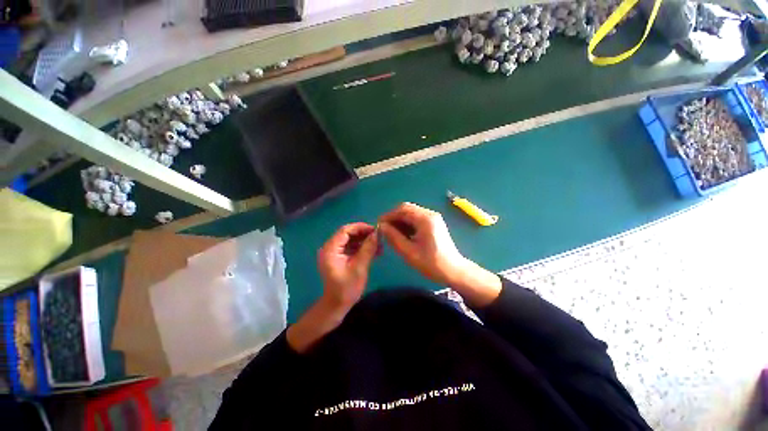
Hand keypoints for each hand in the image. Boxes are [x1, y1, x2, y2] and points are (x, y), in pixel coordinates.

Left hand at [317, 222, 379, 309]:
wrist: (337, 305)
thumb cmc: (347, 288)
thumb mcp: (359, 267)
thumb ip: (368, 249)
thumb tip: (377, 233)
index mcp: (331, 249)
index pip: (345, 230)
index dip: (361, 228)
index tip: (375, 230)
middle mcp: (330, 247)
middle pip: (348, 234)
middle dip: (364, 234)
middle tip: (379, 237)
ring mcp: (335, 252)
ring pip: (351, 240)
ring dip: (365, 241)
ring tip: (380, 245)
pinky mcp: (339, 257)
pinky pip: (351, 247)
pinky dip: (362, 247)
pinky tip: (375, 251)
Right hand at [378, 202, 467, 286]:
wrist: (453, 271)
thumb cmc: (431, 263)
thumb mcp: (409, 252)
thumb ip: (393, 237)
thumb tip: (382, 226)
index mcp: (425, 219)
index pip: (402, 210)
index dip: (388, 215)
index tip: (378, 225)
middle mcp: (430, 214)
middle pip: (407, 209)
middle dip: (393, 217)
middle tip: (384, 229)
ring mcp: (433, 218)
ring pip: (411, 213)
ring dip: (400, 221)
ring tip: (391, 233)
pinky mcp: (434, 223)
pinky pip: (416, 219)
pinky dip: (407, 224)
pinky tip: (402, 234)